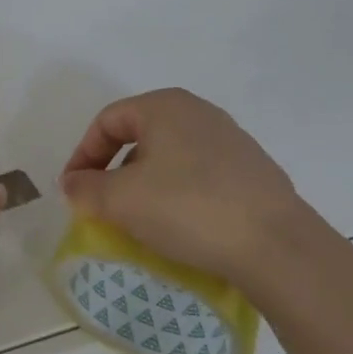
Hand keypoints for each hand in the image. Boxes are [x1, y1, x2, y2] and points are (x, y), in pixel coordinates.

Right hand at [60, 88, 314, 277]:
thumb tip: (73, 185)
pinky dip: (179, 196)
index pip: (107, 121)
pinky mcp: (254, 172)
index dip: (82, 155)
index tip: (74, 191)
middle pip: (139, 137)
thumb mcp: (120, 200)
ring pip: (171, 158)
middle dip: (114, 171)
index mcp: (165, 105)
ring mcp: (232, 141)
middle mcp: (199, 113)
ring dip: (146, 185)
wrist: (279, 248)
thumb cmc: (188, 208)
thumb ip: (84, 189)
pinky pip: (200, 177)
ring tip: (141, 221)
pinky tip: (182, 227)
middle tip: (104, 205)